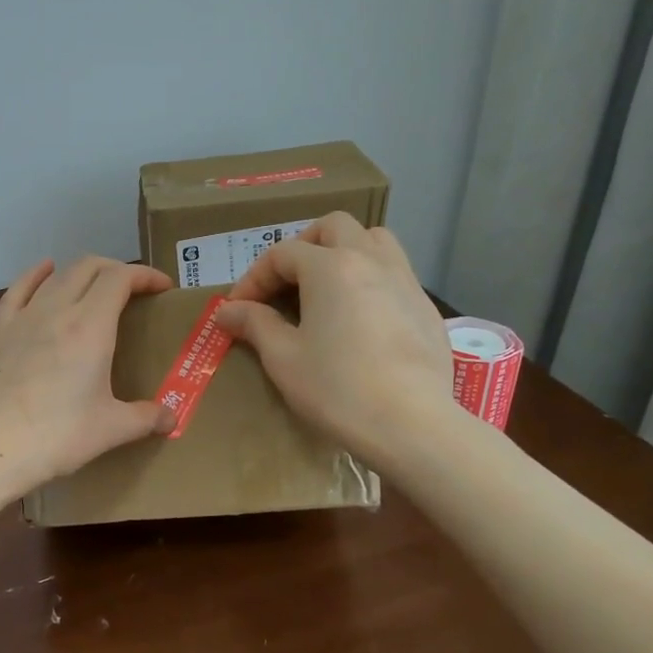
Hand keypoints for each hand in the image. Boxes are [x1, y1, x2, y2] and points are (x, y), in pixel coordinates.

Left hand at [0, 256, 176, 502]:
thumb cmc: (54, 438)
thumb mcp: (110, 430)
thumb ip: (146, 419)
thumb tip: (171, 420)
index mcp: (90, 327)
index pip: (120, 278)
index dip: (145, 275)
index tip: (163, 288)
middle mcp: (57, 310)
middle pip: (89, 267)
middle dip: (117, 270)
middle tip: (135, 293)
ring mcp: (24, 318)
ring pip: (57, 276)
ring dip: (83, 273)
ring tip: (98, 287)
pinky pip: (19, 289)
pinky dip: (37, 275)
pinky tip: (45, 271)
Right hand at [213, 213, 452, 459]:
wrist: (410, 424)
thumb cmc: (336, 388)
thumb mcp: (283, 358)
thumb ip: (255, 324)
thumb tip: (228, 310)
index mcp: (330, 267)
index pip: (282, 254)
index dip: (253, 278)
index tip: (238, 309)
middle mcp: (370, 260)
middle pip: (333, 227)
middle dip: (302, 247)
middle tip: (284, 283)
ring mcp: (405, 281)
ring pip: (373, 240)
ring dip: (343, 251)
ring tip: (325, 287)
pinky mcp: (425, 307)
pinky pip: (394, 273)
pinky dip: (370, 279)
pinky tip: (359, 318)